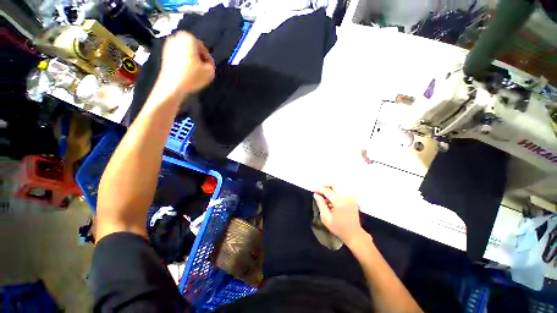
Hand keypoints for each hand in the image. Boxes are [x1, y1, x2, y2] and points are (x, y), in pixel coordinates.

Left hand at [156, 31, 214, 94]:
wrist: (172, 86)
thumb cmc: (192, 77)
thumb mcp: (210, 72)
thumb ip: (211, 65)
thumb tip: (208, 64)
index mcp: (188, 38)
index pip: (204, 49)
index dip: (209, 60)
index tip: (210, 69)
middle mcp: (176, 38)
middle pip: (194, 50)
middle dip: (199, 60)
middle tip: (204, 71)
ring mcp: (168, 45)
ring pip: (186, 53)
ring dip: (192, 62)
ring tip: (196, 73)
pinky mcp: (164, 54)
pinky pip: (179, 57)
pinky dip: (184, 64)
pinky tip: (187, 73)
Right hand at [313, 186, 367, 244]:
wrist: (354, 234)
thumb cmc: (339, 228)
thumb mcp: (326, 218)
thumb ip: (320, 204)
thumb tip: (316, 194)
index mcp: (339, 201)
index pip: (327, 191)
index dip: (319, 189)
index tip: (313, 191)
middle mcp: (346, 196)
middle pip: (333, 185)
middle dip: (325, 186)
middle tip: (319, 191)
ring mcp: (351, 197)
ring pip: (338, 187)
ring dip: (330, 189)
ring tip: (325, 197)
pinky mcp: (353, 198)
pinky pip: (342, 191)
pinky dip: (335, 192)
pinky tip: (332, 200)